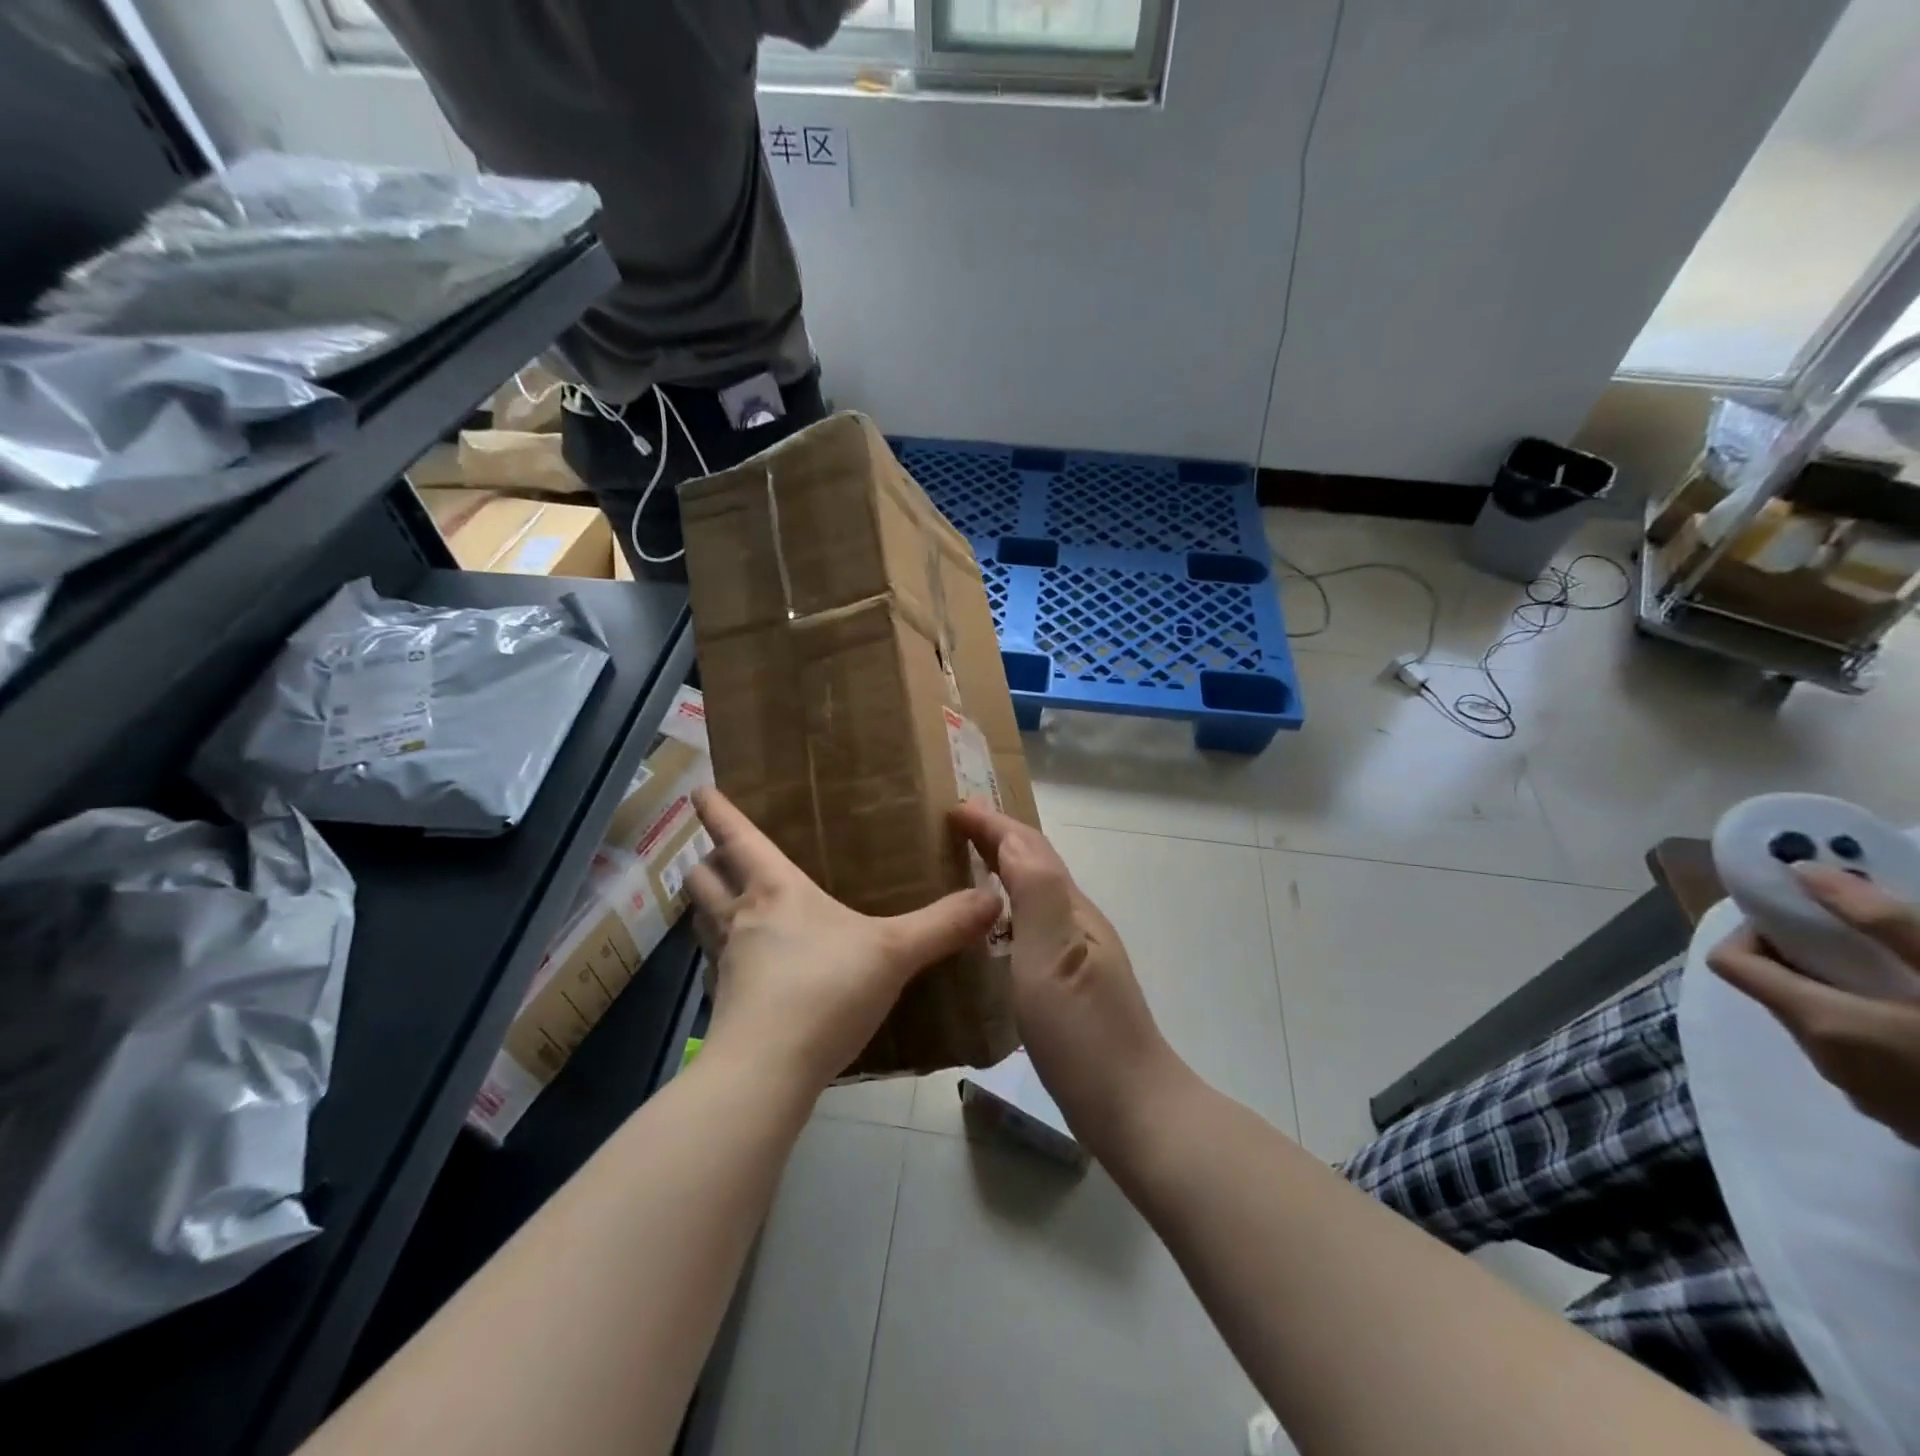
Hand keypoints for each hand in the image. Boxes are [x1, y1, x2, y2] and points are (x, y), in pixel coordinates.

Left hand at [683, 787, 1001, 1090]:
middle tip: (717, 854)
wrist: (766, 1073)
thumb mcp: (894, 953)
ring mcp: (725, 963)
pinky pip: (715, 965)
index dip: (718, 810)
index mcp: (775, 891)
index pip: (738, 838)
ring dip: (706, 906)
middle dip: (706, 860)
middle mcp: (741, 919)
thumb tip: (993, 897)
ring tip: (727, 905)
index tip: (700, 789)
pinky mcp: (724, 1005)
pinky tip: (749, 968)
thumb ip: (943, 925)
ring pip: (701, 921)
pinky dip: (723, 955)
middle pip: (702, 878)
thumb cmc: (825, 991)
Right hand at [951, 802, 1187, 1153]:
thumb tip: (1010, 838)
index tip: (952, 807)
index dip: (992, 824)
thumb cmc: (1085, 1035)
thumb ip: (1035, 895)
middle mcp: (1077, 922)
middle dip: (997, 837)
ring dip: (1002, 867)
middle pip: (1035, 864)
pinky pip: (1032, 923)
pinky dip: (1007, 905)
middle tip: (955, 824)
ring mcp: (1077, 953)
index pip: (1029, 848)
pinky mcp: (1070, 982)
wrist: (1133, 1109)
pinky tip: (989, 927)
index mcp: (1071, 909)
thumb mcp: (1053, 960)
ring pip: (1035, 892)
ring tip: (965, 862)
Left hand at [1708, 864, 1919, 1145]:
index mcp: (1819, 1023)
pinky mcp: (1905, 1117)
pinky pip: (1865, 1058)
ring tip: (1904, 974)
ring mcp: (1864, 1095)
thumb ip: (1879, 921)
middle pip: (1776, 992)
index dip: (1751, 932)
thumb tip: (1804, 872)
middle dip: (1804, 958)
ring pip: (1822, 1025)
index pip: (1729, 962)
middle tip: (1859, 938)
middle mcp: (1824, 1060)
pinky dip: (1878, 1029)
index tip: (1800, 917)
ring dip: (1844, 994)